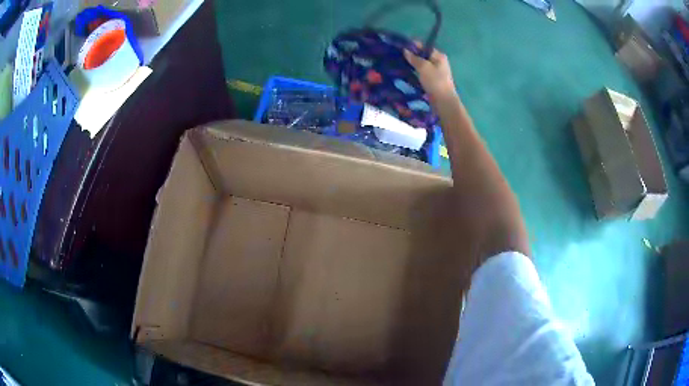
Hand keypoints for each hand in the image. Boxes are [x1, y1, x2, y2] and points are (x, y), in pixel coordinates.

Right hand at [404, 44, 457, 101]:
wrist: (443, 101)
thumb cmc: (435, 81)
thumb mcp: (423, 67)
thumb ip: (414, 58)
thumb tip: (405, 50)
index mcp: (439, 56)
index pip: (424, 46)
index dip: (412, 46)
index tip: (400, 48)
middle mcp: (439, 61)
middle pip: (423, 55)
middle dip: (412, 56)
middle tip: (398, 57)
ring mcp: (437, 71)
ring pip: (422, 64)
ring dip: (413, 65)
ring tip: (401, 65)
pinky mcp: (433, 80)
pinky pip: (422, 72)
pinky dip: (416, 72)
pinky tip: (408, 74)